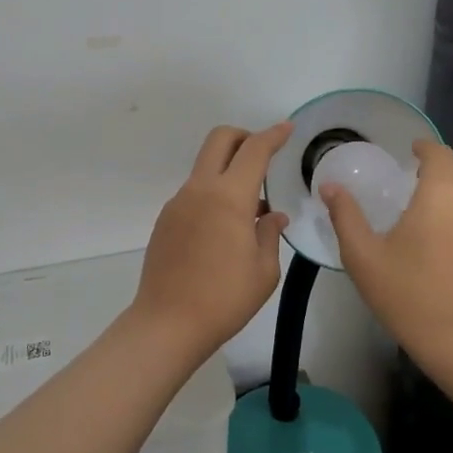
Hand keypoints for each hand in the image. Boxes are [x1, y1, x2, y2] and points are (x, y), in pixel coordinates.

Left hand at [131, 122, 292, 357]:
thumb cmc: (224, 298)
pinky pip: (194, 193)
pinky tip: (225, 229)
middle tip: (263, 156)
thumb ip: (270, 233)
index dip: (273, 135)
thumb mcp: (264, 270)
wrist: (167, 324)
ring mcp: (178, 203)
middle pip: (219, 140)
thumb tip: (271, 214)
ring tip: (250, 208)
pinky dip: (214, 194)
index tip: (287, 128)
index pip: (254, 151)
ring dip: (228, 170)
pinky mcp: (165, 220)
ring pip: (205, 167)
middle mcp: (199, 190)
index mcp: (228, 197)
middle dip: (244, 137)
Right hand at [321, 140, 452, 363]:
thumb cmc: (406, 293)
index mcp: (441, 195)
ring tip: (430, 205)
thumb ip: (345, 216)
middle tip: (422, 175)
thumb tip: (330, 186)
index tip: (409, 152)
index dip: (425, 148)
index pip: (440, 154)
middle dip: (448, 162)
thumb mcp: (363, 256)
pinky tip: (443, 236)